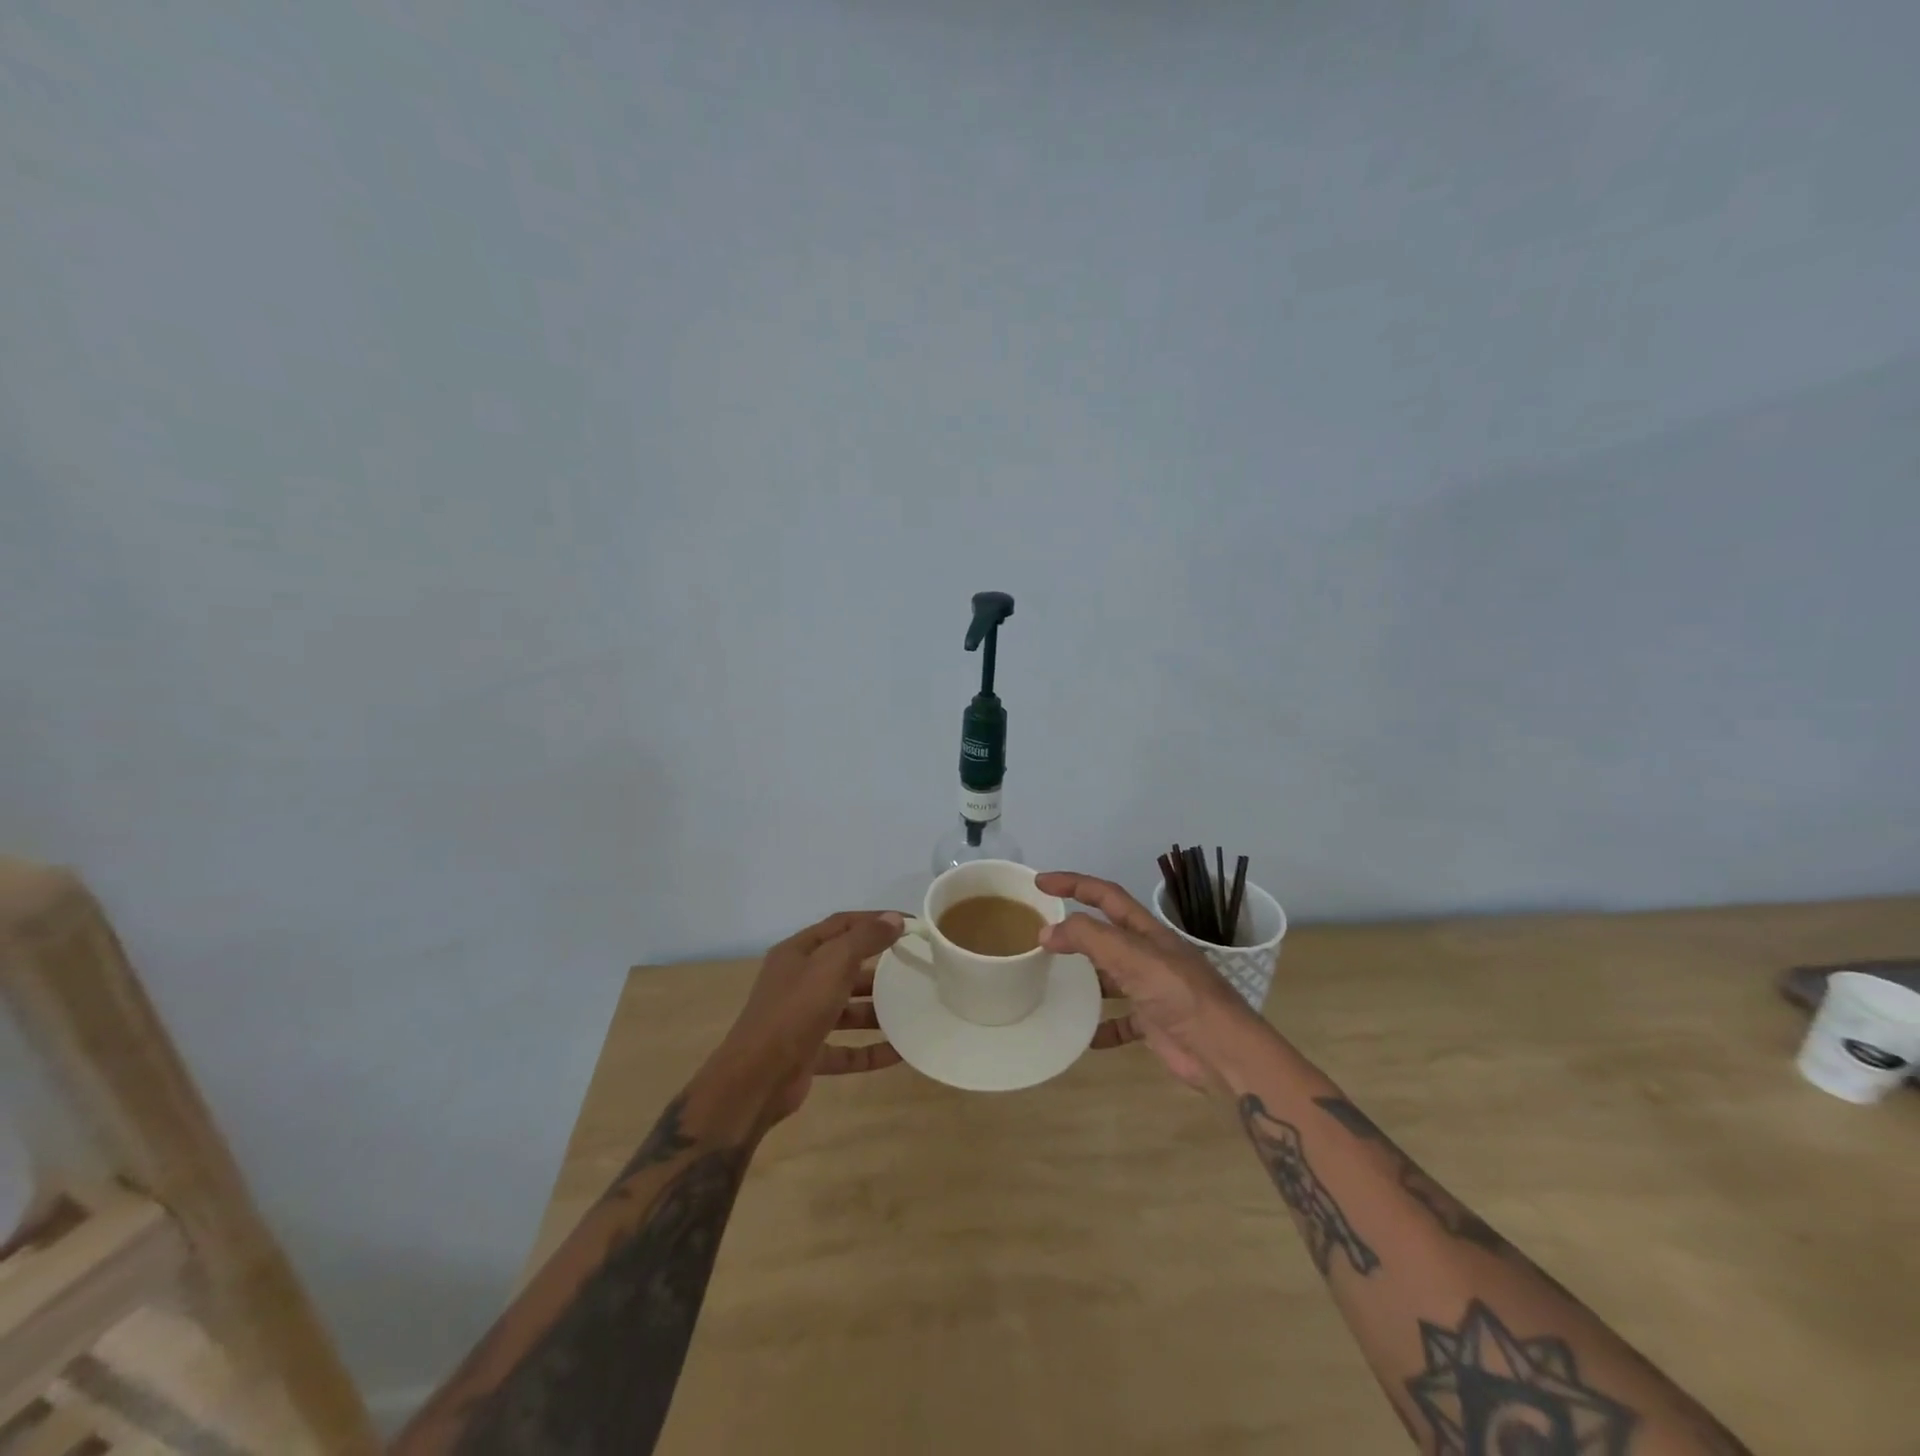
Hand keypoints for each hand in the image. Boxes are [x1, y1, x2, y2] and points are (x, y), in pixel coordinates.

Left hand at [711, 911, 906, 1126]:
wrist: (756, 1079)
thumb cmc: (796, 1009)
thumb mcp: (833, 964)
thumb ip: (865, 938)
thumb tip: (894, 919)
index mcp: (798, 952)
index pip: (842, 924)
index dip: (875, 920)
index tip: (911, 925)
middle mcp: (798, 981)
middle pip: (844, 966)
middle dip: (879, 968)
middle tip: (915, 969)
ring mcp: (801, 1019)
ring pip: (846, 1009)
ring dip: (877, 1011)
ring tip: (912, 1011)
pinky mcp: (807, 1054)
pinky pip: (846, 1049)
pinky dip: (870, 1050)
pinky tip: (900, 1052)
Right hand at [1037, 872, 1259, 1093]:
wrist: (1223, 1052)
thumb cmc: (1180, 995)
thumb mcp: (1133, 957)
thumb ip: (1090, 938)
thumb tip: (1048, 931)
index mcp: (1147, 932)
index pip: (1105, 895)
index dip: (1074, 884)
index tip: (1041, 882)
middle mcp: (1148, 956)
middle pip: (1105, 935)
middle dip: (1075, 932)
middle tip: (1040, 936)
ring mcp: (1151, 990)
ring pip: (1109, 977)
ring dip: (1084, 979)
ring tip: (1051, 982)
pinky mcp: (1153, 1024)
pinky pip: (1119, 1022)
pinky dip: (1100, 1027)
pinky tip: (1082, 1036)